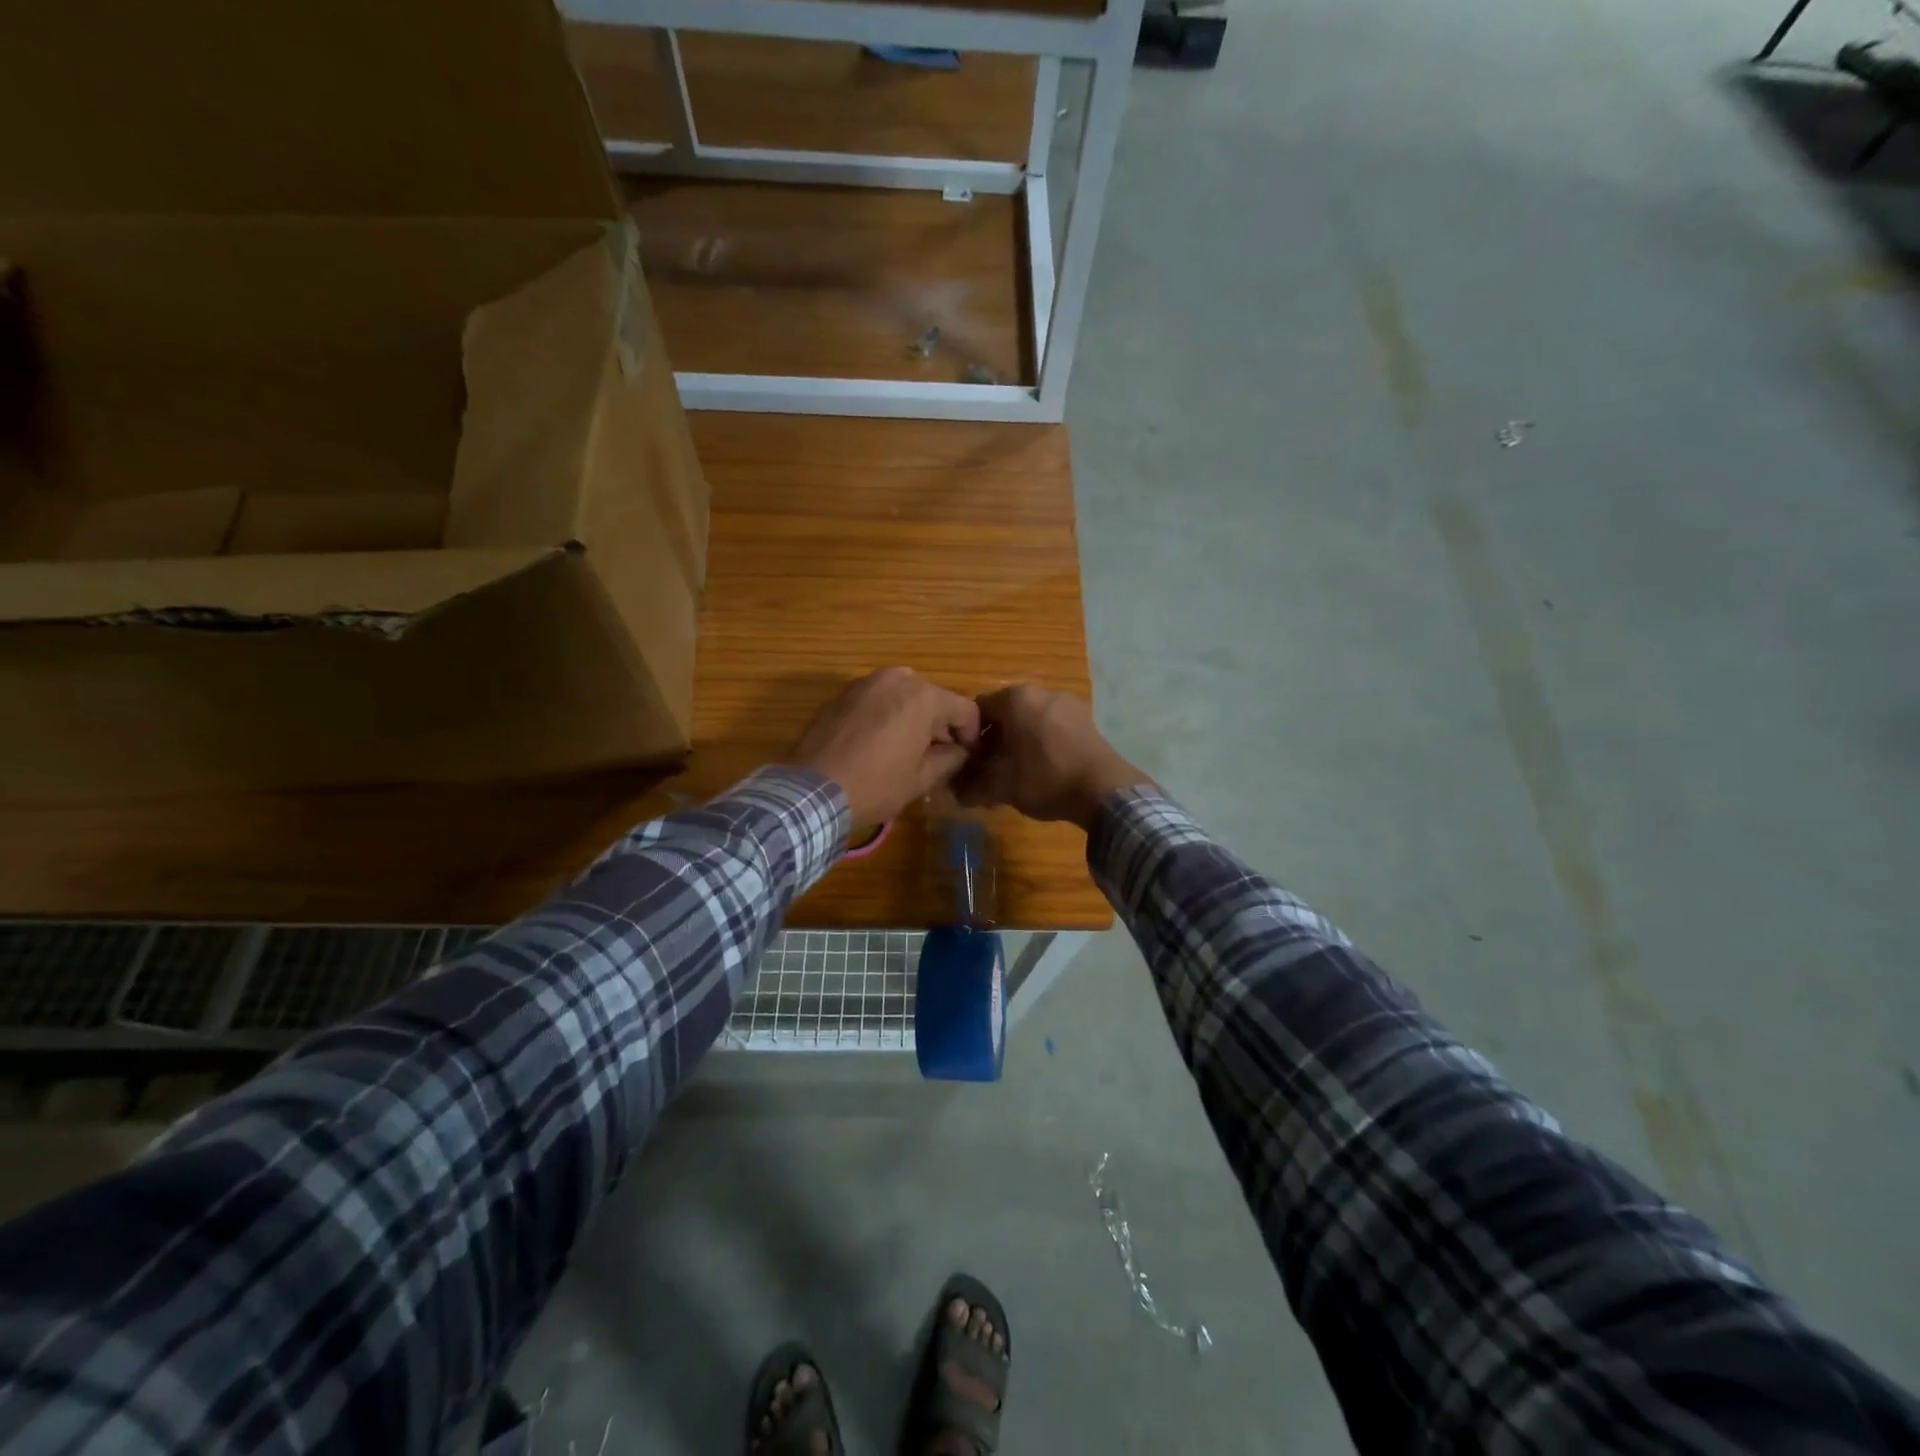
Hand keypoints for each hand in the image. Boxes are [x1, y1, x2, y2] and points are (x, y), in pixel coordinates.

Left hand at [790, 668, 980, 832]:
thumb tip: (960, 752)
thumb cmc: (876, 784)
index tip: (967, 757)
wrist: (813, 790)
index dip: (971, 735)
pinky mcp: (842, 694)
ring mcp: (866, 682)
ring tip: (908, 749)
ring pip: (903, 696)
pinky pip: (877, 700)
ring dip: (913, 718)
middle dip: (940, 725)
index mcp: (923, 696)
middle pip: (933, 698)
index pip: (965, 709)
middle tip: (939, 755)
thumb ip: (950, 759)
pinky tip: (879, 743)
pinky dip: (886, 715)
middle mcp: (897, 679)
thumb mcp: (922, 779)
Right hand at [955, 685, 1148, 829]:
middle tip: (989, 771)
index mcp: (1016, 698)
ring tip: (1016, 774)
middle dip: (995, 741)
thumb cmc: (1046, 779)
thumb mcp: (1002, 786)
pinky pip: (1052, 727)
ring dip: (1018, 743)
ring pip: (1030, 721)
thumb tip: (954, 793)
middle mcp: (1042, 692)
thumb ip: (973, 786)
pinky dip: (1041, 743)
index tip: (968, 762)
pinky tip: (1043, 770)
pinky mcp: (1086, 720)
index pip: (977, 709)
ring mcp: (1068, 704)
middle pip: (1005, 714)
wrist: (1105, 791)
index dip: (969, 737)